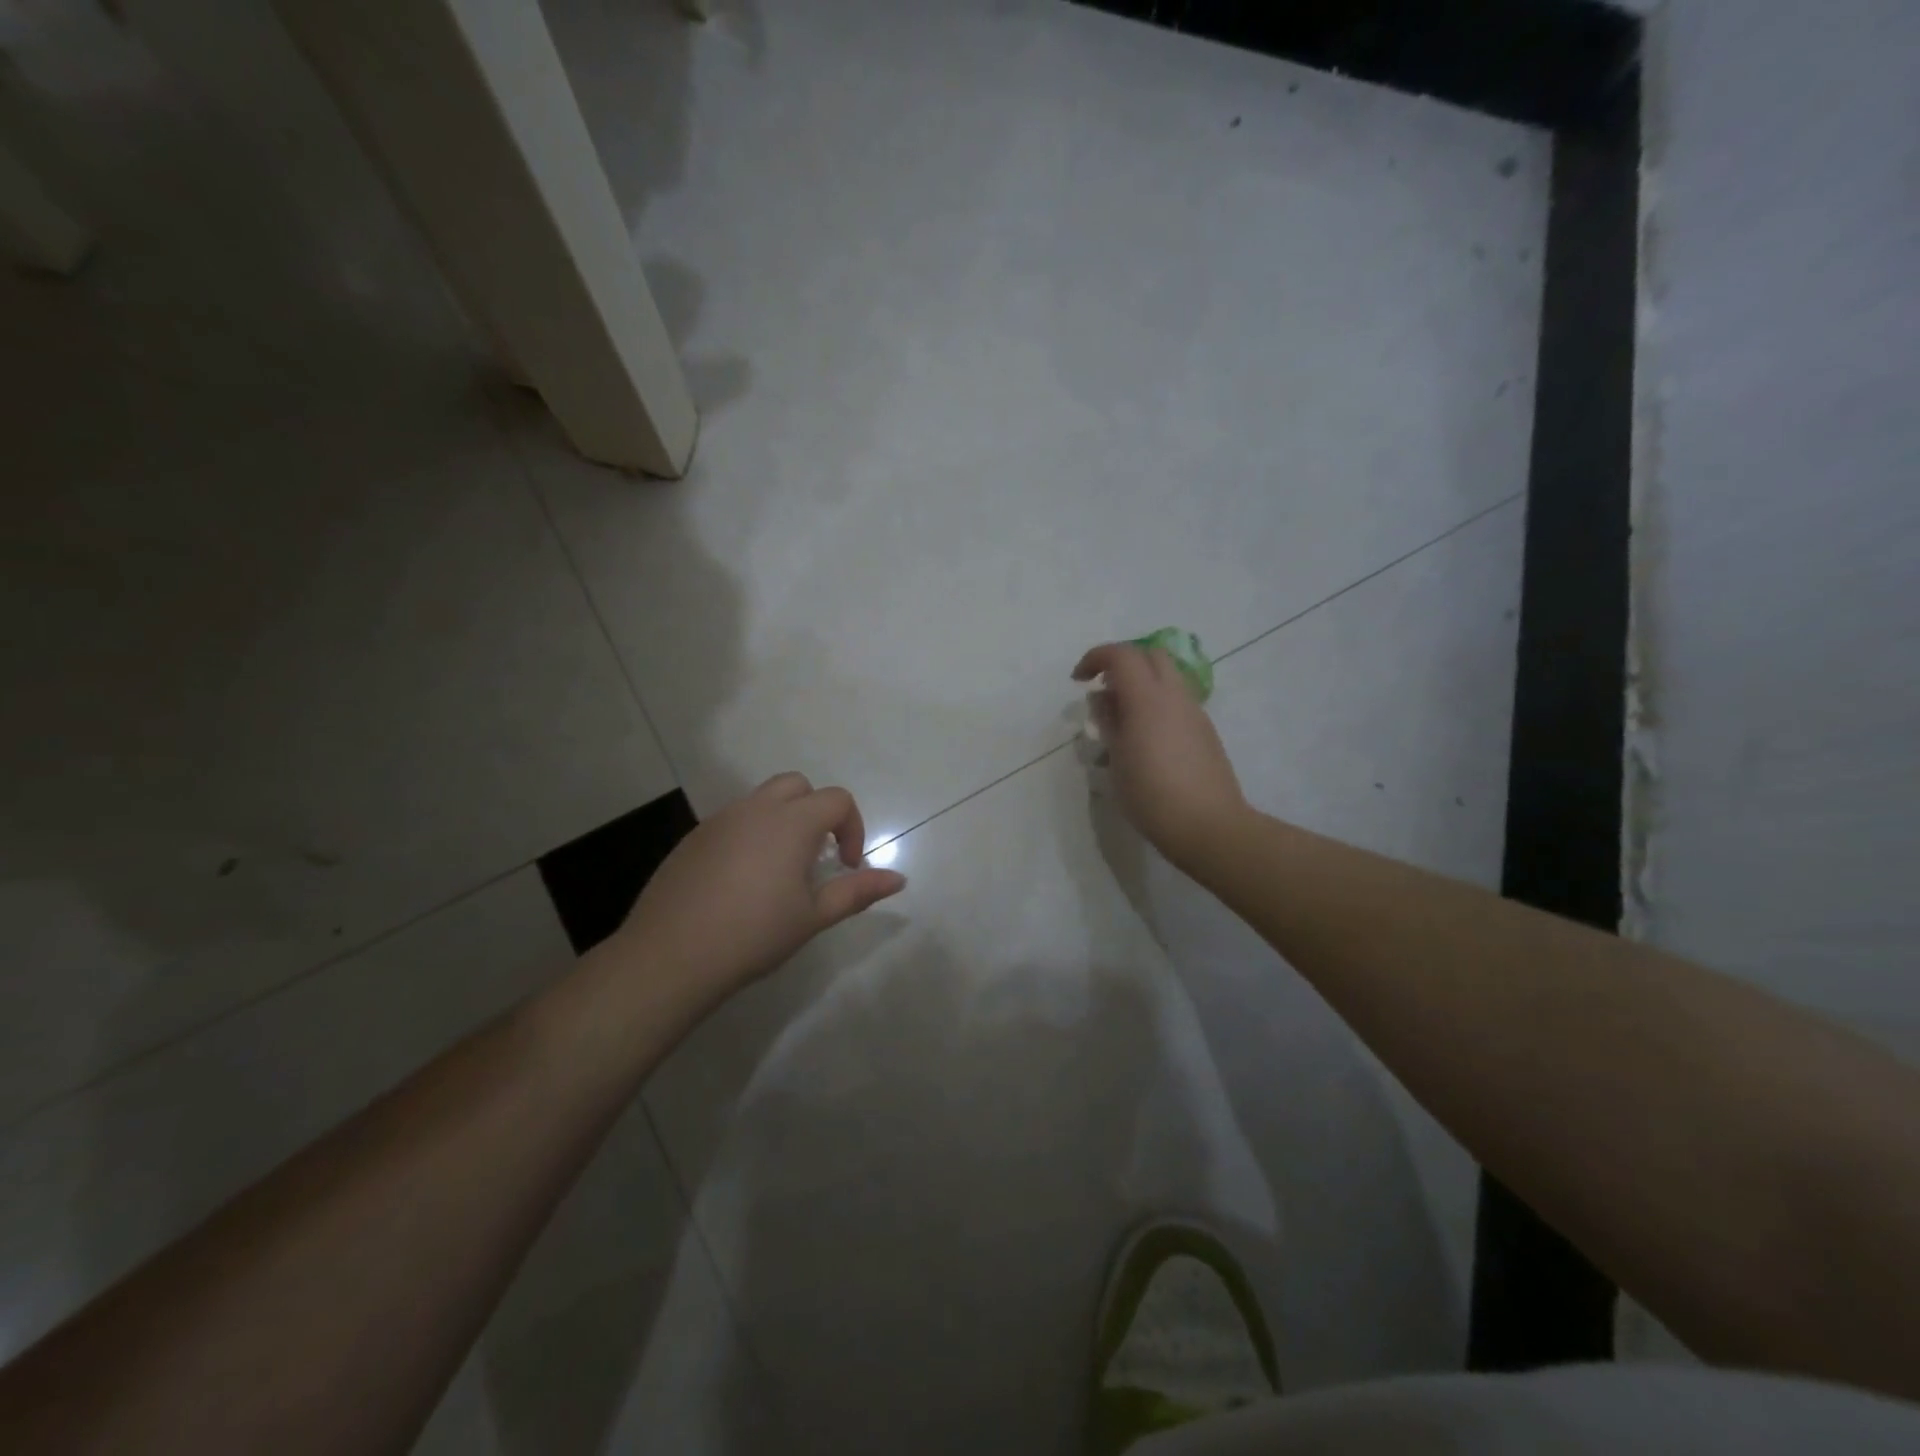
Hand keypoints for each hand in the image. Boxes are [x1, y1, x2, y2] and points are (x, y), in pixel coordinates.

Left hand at [618, 773, 905, 1003]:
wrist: (671, 956)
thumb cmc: (754, 934)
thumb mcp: (813, 916)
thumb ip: (858, 891)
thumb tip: (899, 879)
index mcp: (791, 822)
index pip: (837, 800)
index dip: (853, 828)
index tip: (848, 866)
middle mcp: (755, 809)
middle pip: (797, 786)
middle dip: (817, 812)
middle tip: (817, 857)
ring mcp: (719, 820)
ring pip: (762, 801)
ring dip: (782, 821)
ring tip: (780, 871)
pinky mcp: (693, 838)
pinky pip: (733, 821)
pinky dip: (751, 835)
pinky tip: (741, 882)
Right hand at [1074, 642, 1247, 868]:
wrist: (1208, 825)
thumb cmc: (1152, 795)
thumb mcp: (1117, 759)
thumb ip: (1108, 722)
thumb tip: (1102, 699)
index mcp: (1148, 699)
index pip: (1121, 655)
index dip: (1095, 658)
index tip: (1078, 680)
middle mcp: (1175, 696)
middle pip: (1150, 655)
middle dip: (1122, 663)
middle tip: (1103, 690)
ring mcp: (1194, 712)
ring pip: (1167, 677)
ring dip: (1141, 684)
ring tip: (1121, 719)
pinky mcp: (1205, 731)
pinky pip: (1176, 701)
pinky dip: (1156, 704)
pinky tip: (1144, 739)